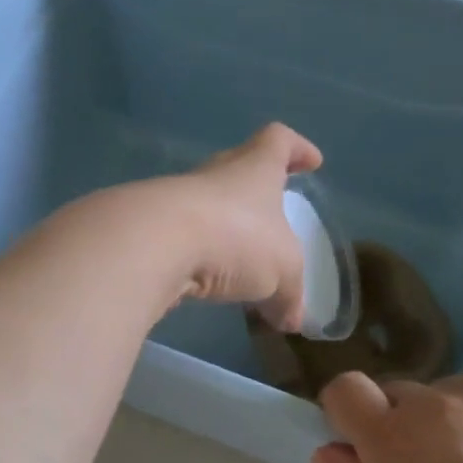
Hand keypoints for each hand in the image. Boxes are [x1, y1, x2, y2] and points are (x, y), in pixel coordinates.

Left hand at [165, 123, 322, 330]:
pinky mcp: (151, 228)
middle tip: (270, 218)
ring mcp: (178, 200)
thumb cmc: (236, 238)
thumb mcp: (282, 272)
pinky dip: (198, 259)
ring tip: (238, 266)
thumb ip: (289, 296)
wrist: (155, 244)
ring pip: (208, 208)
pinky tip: (206, 284)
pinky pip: (183, 239)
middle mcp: (215, 175)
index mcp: (255, 168)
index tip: (311, 161)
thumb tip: (291, 320)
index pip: (278, 142)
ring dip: (224, 231)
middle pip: (238, 170)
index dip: (297, 148)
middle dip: (255, 194)